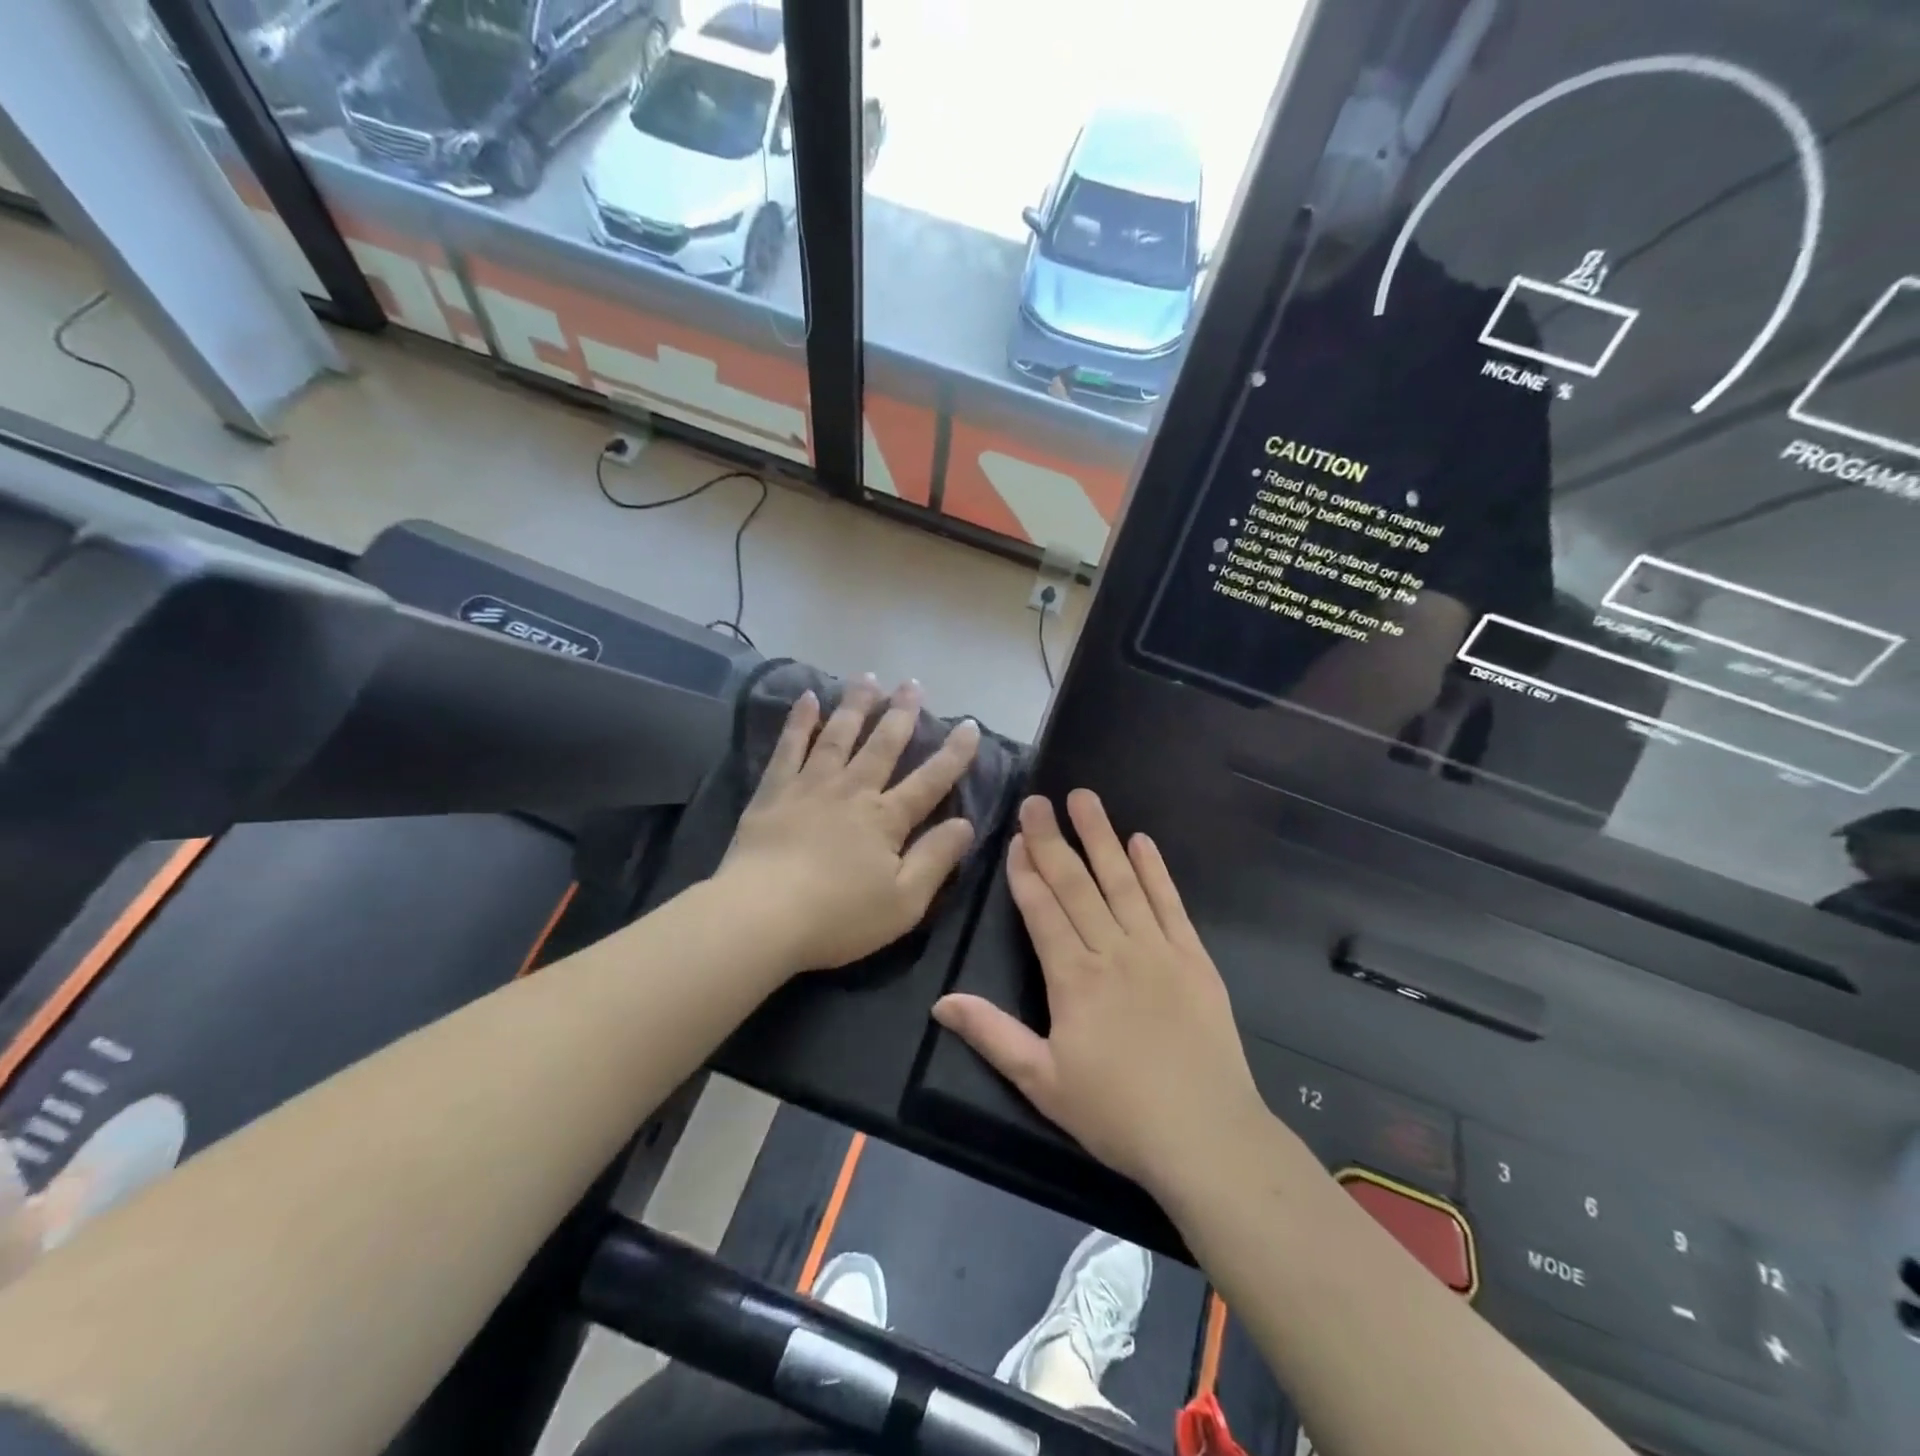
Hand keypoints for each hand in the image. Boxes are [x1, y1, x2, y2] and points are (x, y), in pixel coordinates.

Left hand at [720, 676, 980, 972]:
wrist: (761, 916)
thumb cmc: (838, 917)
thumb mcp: (904, 902)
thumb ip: (935, 859)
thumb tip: (966, 824)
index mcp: (886, 819)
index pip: (929, 780)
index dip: (953, 754)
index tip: (969, 725)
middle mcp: (852, 791)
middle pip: (883, 745)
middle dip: (901, 714)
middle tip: (913, 684)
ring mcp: (810, 786)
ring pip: (839, 735)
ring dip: (856, 705)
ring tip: (869, 678)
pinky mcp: (774, 791)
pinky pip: (789, 747)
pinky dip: (799, 721)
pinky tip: (808, 698)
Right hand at [933, 790, 1266, 1195]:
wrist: (1206, 1136)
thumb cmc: (1117, 1113)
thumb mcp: (1043, 1082)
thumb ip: (992, 1035)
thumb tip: (942, 1002)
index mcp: (1073, 979)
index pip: (1042, 911)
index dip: (1025, 872)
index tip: (1014, 837)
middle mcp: (1113, 951)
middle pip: (1076, 885)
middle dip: (1052, 840)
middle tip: (1037, 801)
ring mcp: (1157, 950)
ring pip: (1121, 882)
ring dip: (1101, 838)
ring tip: (1085, 799)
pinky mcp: (1194, 958)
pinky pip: (1170, 904)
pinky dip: (1155, 871)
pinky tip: (1143, 842)